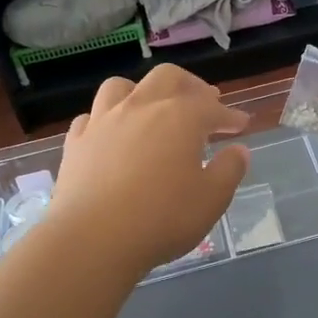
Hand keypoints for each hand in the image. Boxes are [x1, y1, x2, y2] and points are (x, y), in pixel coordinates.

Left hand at [49, 66, 251, 271]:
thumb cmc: (162, 218)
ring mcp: (104, 121)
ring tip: (152, 108)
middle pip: (167, 78)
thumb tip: (239, 150)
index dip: (229, 115)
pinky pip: (91, 117)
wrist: (93, 239)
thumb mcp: (212, 199)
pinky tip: (113, 134)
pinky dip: (106, 119)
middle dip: (190, 86)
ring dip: (142, 91)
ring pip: (122, 87)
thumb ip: (229, 170)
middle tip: (203, 102)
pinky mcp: (76, 142)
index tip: (241, 124)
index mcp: (180, 117)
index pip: (212, 107)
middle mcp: (142, 107)